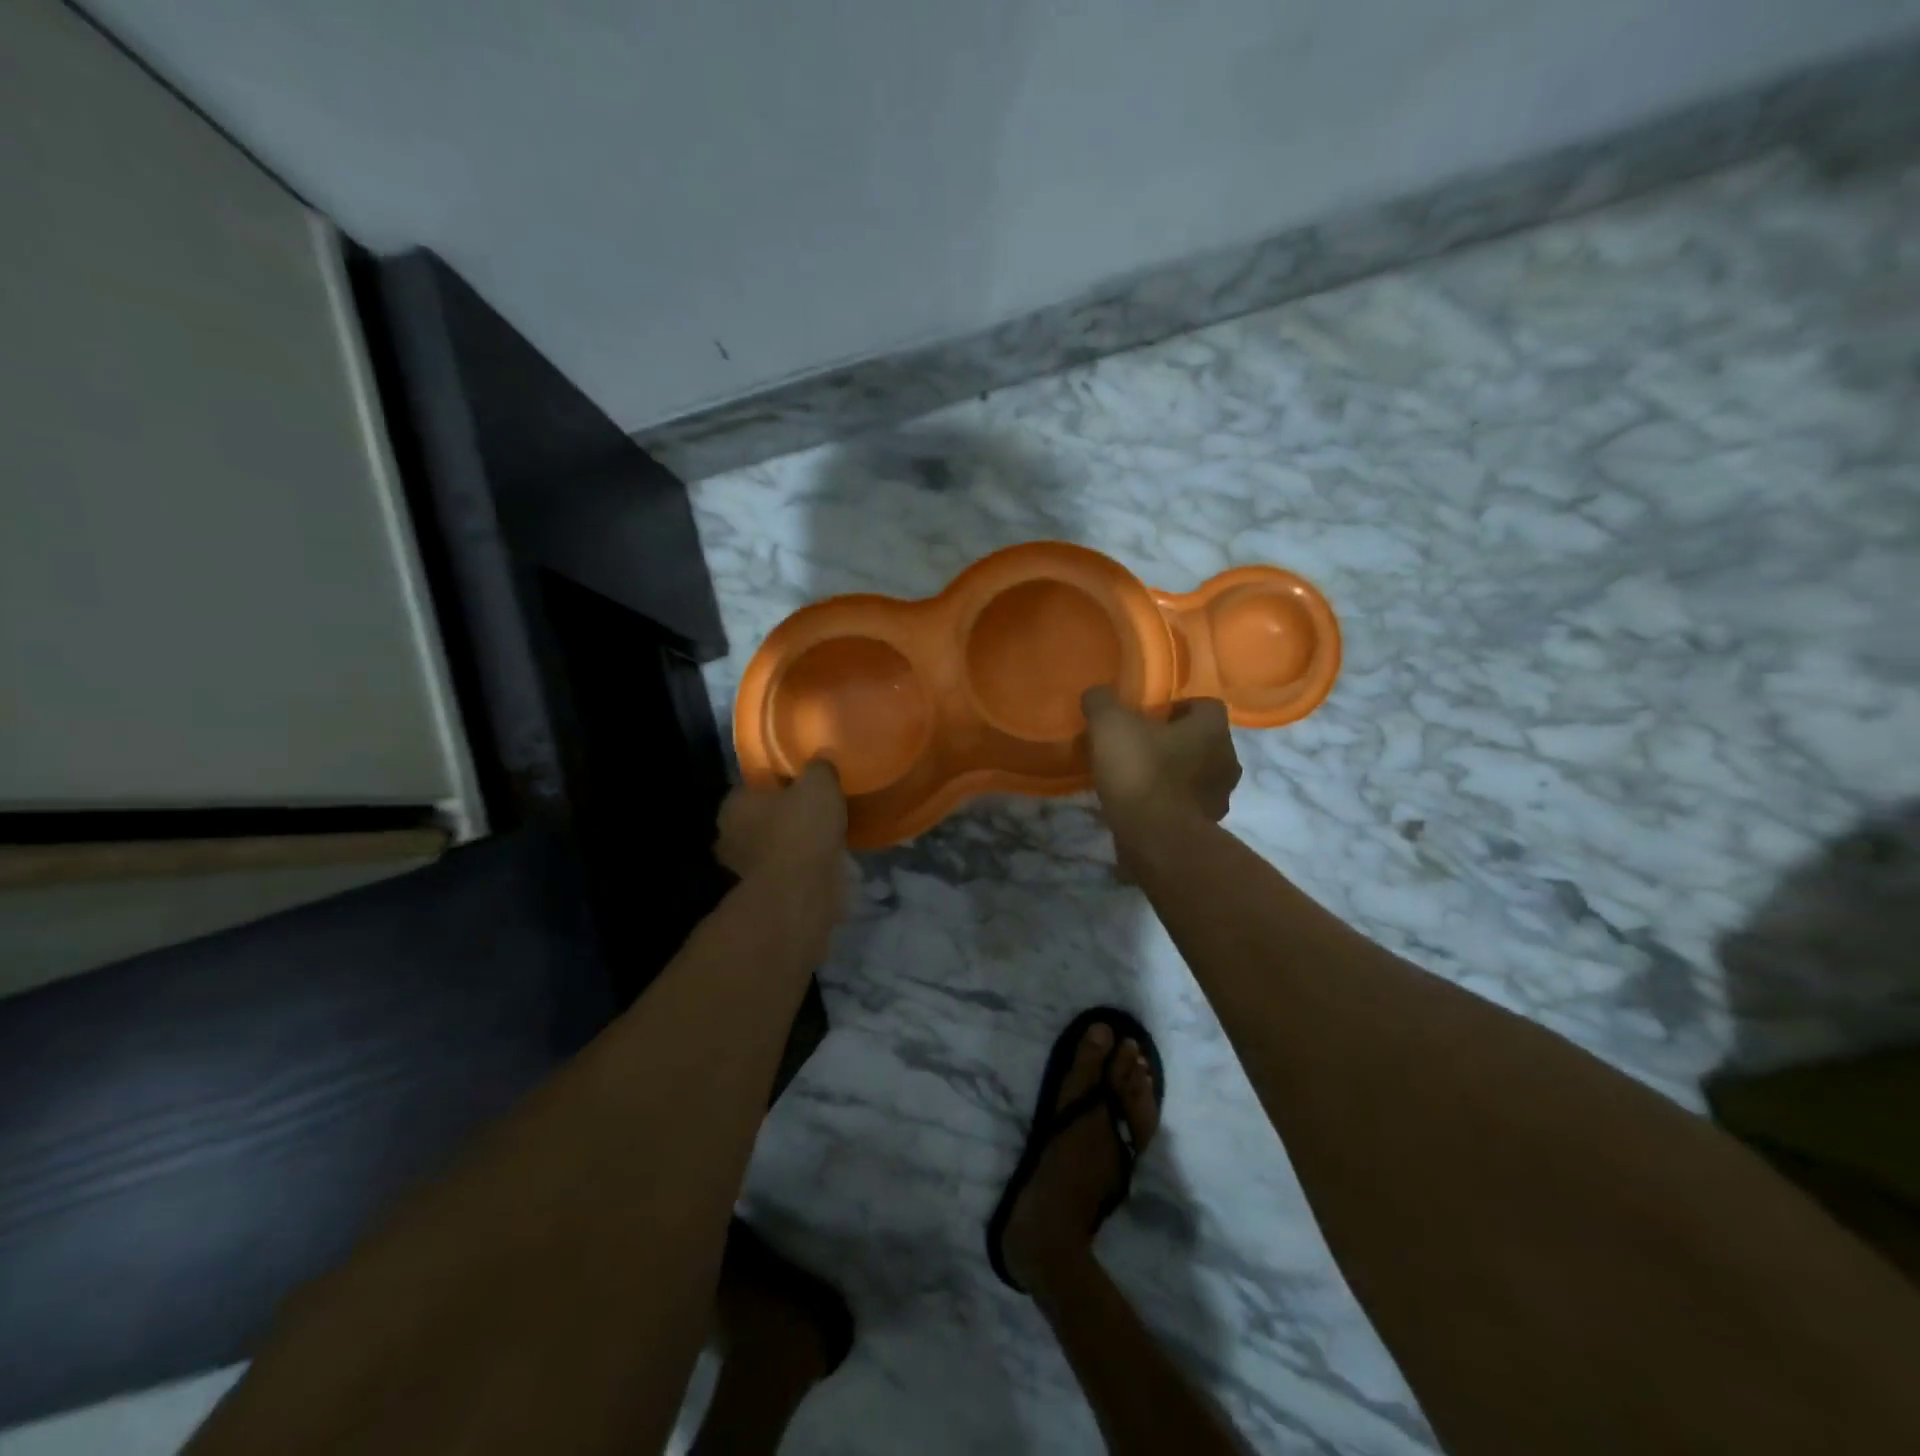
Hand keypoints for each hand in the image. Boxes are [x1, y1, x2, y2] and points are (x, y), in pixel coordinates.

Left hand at [716, 760, 847, 882]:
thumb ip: (818, 768)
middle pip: (758, 818)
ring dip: (789, 843)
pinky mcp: (761, 893)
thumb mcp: (818, 784)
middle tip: (812, 810)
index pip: (751, 786)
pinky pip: (782, 870)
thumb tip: (820, 761)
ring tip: (821, 837)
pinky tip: (820, 861)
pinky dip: (797, 866)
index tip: (800, 784)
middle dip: (781, 816)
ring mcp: (742, 869)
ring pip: (769, 846)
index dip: (777, 783)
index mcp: (733, 804)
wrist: (800, 891)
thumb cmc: (801, 830)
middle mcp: (728, 836)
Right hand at [1081, 687, 1240, 828]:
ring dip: (1173, 773)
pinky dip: (1169, 802)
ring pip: (1196, 774)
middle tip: (1139, 745)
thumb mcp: (1109, 725)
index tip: (1149, 716)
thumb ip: (1101, 702)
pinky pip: (1187, 805)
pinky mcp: (1206, 828)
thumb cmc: (1140, 772)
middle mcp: (1227, 760)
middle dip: (1175, 741)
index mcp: (1213, 730)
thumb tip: (1096, 694)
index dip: (1178, 706)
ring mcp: (1220, 798)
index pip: (1206, 705)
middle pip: (1202, 741)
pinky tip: (1141, 805)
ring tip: (1137, 778)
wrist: (1155, 840)